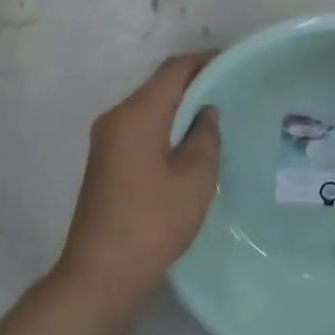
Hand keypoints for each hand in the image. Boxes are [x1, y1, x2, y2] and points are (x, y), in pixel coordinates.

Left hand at [53, 53, 221, 324]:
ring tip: (217, 113)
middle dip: (194, 82)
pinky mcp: (106, 160)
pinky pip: (140, 127)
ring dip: (179, 105)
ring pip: (149, 107)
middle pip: (158, 86)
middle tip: (231, 88)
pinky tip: (189, 140)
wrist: (100, 273)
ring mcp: (106, 139)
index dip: (204, 61)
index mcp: (137, 114)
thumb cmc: (153, 221)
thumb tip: (206, 112)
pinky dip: (165, 124)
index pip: (173, 70)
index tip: (234, 61)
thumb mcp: (195, 178)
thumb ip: (205, 136)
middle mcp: (116, 117)